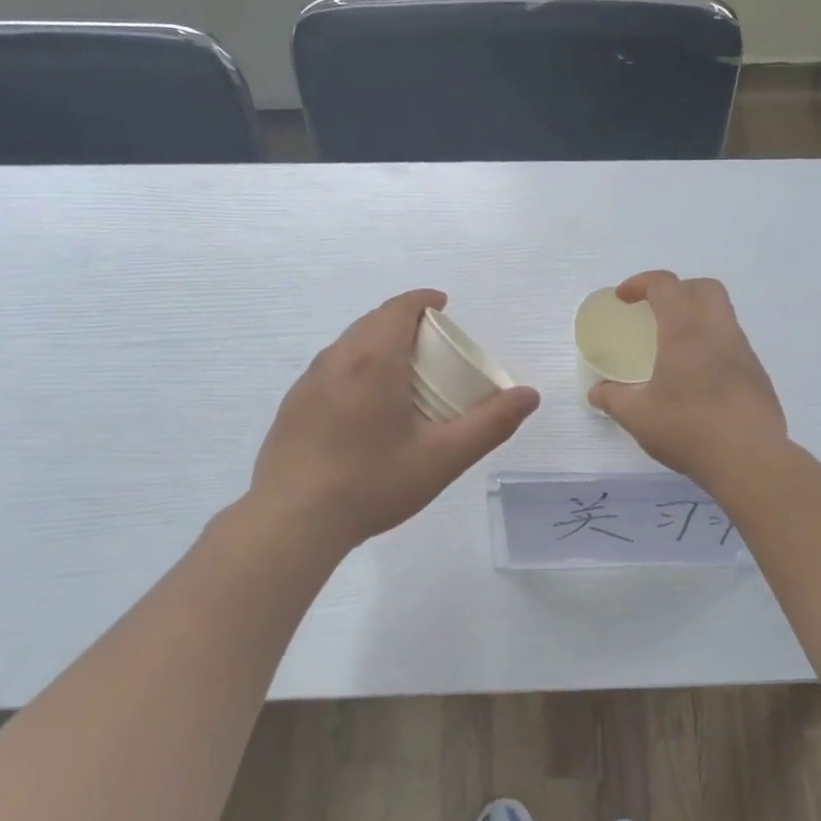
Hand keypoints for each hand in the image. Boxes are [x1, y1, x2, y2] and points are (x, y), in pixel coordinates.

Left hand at [250, 289, 539, 548]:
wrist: (292, 521)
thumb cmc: (373, 483)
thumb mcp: (443, 457)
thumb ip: (490, 424)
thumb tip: (529, 395)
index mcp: (374, 359)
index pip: (400, 307)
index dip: (424, 300)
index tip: (443, 306)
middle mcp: (337, 358)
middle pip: (373, 321)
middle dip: (404, 321)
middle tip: (432, 346)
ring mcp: (308, 381)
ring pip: (349, 344)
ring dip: (378, 343)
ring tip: (402, 374)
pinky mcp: (293, 405)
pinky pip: (331, 368)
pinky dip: (355, 367)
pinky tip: (364, 407)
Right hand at [588, 272, 786, 489]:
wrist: (750, 460)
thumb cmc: (689, 429)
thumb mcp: (638, 417)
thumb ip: (613, 399)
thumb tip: (598, 391)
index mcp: (686, 332)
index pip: (666, 286)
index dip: (641, 283)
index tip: (624, 299)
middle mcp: (718, 332)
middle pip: (704, 288)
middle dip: (677, 289)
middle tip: (656, 311)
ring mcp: (743, 352)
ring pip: (723, 315)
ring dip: (697, 317)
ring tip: (675, 348)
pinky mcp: (758, 375)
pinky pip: (732, 344)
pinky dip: (712, 345)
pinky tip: (699, 379)